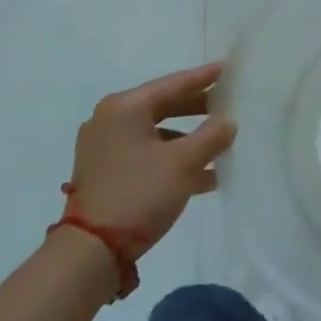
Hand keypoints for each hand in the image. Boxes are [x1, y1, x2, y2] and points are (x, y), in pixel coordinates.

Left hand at [64, 63, 235, 243]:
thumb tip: (227, 122)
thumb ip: (212, 136)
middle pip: (164, 106)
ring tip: (222, 146)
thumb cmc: (140, 194)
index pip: (174, 83)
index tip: (228, 69)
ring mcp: (104, 147)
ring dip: (188, 139)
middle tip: (229, 105)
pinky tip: (203, 176)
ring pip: (157, 133)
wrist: (91, 251)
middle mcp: (110, 120)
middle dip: (198, 109)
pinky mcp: (104, 172)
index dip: (204, 77)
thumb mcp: (184, 163)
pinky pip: (146, 154)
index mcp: (126, 107)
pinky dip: (172, 159)